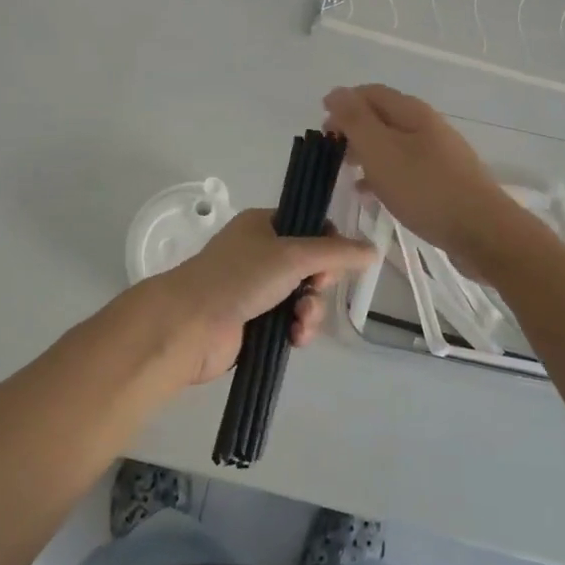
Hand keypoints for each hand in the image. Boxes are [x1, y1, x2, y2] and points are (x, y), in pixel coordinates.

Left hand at [120, 209, 376, 388]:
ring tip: (301, 323)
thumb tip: (373, 250)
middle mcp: (259, 253)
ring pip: (303, 296)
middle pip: (310, 265)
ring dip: (310, 311)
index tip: (331, 262)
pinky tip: (294, 338)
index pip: (309, 226)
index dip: (327, 245)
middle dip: (320, 283)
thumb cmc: (240, 277)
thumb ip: (337, 252)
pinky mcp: (254, 321)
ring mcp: (255, 288)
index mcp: (262, 225)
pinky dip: (297, 329)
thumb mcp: (293, 256)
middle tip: (314, 290)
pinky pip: (289, 321)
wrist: (191, 325)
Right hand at [322, 84, 528, 275]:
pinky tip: (371, 194)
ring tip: (346, 172)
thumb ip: (355, 120)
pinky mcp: (444, 180)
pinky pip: (406, 168)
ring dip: (367, 153)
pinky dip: (383, 174)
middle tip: (331, 152)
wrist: (482, 231)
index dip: (343, 104)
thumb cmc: (424, 188)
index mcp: (412, 111)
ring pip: (393, 144)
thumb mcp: (380, 150)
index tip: (322, 129)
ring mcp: (439, 153)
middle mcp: (427, 125)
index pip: (370, 93)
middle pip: (382, 117)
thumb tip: (336, 92)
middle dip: (354, 129)